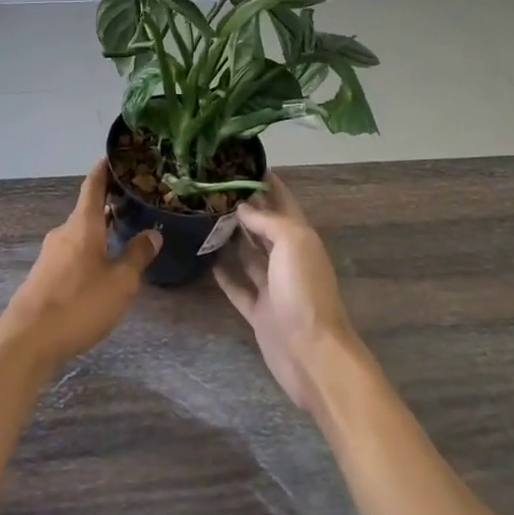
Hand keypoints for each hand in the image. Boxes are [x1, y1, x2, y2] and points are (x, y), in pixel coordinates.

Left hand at [0, 160, 159, 374]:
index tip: (112, 156)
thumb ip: (137, 256)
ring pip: (80, 234)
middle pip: (88, 212)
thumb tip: (152, 233)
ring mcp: (50, 254)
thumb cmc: (79, 303)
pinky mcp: (44, 275)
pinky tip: (100, 269)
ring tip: (123, 236)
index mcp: (82, 225)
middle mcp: (64, 233)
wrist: (28, 338)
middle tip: (133, 203)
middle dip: (108, 206)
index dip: (103, 170)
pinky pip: (71, 253)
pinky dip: (88, 251)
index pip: (92, 186)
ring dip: (99, 232)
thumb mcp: (119, 283)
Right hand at [215, 173, 362, 413]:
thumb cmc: (304, 290)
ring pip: (248, 254)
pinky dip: (224, 274)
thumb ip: (268, 220)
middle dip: (243, 207)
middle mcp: (286, 258)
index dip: (265, 181)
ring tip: (202, 216)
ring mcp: (272, 286)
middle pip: (263, 226)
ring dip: (231, 237)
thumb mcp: (292, 242)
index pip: (282, 200)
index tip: (239, 161)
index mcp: (300, 237)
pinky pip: (238, 287)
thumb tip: (242, 207)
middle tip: (210, 187)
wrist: (311, 353)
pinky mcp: (258, 311)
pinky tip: (205, 260)